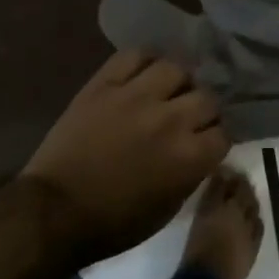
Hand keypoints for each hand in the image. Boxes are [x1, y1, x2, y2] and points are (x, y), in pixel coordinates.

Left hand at [23, 49, 229, 261]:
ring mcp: (136, 96)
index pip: (224, 132)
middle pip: (206, 97)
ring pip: (176, 68)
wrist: (55, 210)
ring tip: (168, 89)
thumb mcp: (167, 209)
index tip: (208, 141)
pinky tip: (145, 72)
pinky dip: (145, 61)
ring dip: (178, 81)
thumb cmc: (113, 223)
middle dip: (204, 109)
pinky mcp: (105, 83)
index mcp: (188, 157)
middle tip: (190, 116)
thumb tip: (200, 151)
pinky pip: (135, 55)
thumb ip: (191, 174)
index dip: (217, 137)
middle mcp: (170, 119)